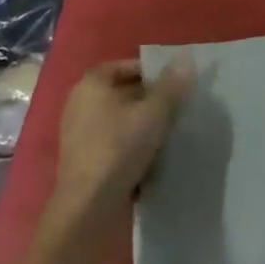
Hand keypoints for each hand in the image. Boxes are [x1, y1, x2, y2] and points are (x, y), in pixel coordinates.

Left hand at [50, 57, 194, 229]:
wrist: (89, 206)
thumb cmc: (120, 147)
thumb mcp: (155, 112)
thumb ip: (172, 85)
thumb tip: (186, 57)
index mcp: (92, 83)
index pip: (127, 66)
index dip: (153, 73)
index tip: (176, 86)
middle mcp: (80, 103)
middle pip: (124, 92)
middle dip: (151, 99)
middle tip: (178, 108)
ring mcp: (78, 133)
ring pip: (120, 119)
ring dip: (142, 124)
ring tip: (169, 133)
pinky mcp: (82, 159)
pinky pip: (113, 141)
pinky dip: (130, 144)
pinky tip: (151, 157)